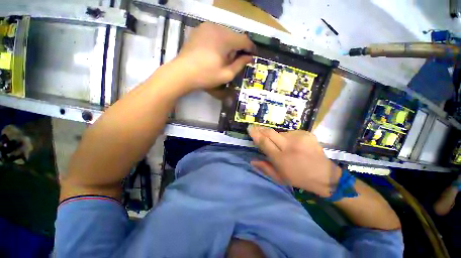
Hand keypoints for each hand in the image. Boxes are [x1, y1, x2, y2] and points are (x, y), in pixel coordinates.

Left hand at [176, 22, 255, 89]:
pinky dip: (219, 41)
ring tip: (225, 58)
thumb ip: (240, 64)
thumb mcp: (226, 74)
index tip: (252, 55)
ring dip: (229, 44)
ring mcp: (206, 27)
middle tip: (237, 60)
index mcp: (224, 38)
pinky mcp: (198, 30)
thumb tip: (249, 58)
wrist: (182, 73)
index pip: (243, 40)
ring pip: (224, 33)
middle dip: (238, 47)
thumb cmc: (206, 76)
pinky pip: (215, 33)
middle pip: (234, 35)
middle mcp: (216, 27)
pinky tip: (215, 52)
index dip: (250, 48)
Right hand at [248, 126, 341, 196]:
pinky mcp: (306, 134)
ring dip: (275, 136)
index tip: (249, 128)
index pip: (264, 142)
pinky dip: (287, 137)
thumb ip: (264, 168)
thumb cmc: (299, 178)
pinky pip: (290, 133)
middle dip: (260, 129)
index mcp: (281, 158)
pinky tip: (291, 144)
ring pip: (280, 133)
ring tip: (279, 143)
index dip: (255, 134)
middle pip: (270, 133)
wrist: (324, 175)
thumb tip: (252, 160)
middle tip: (255, 127)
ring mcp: (299, 138)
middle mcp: (289, 146)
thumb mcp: (279, 178)